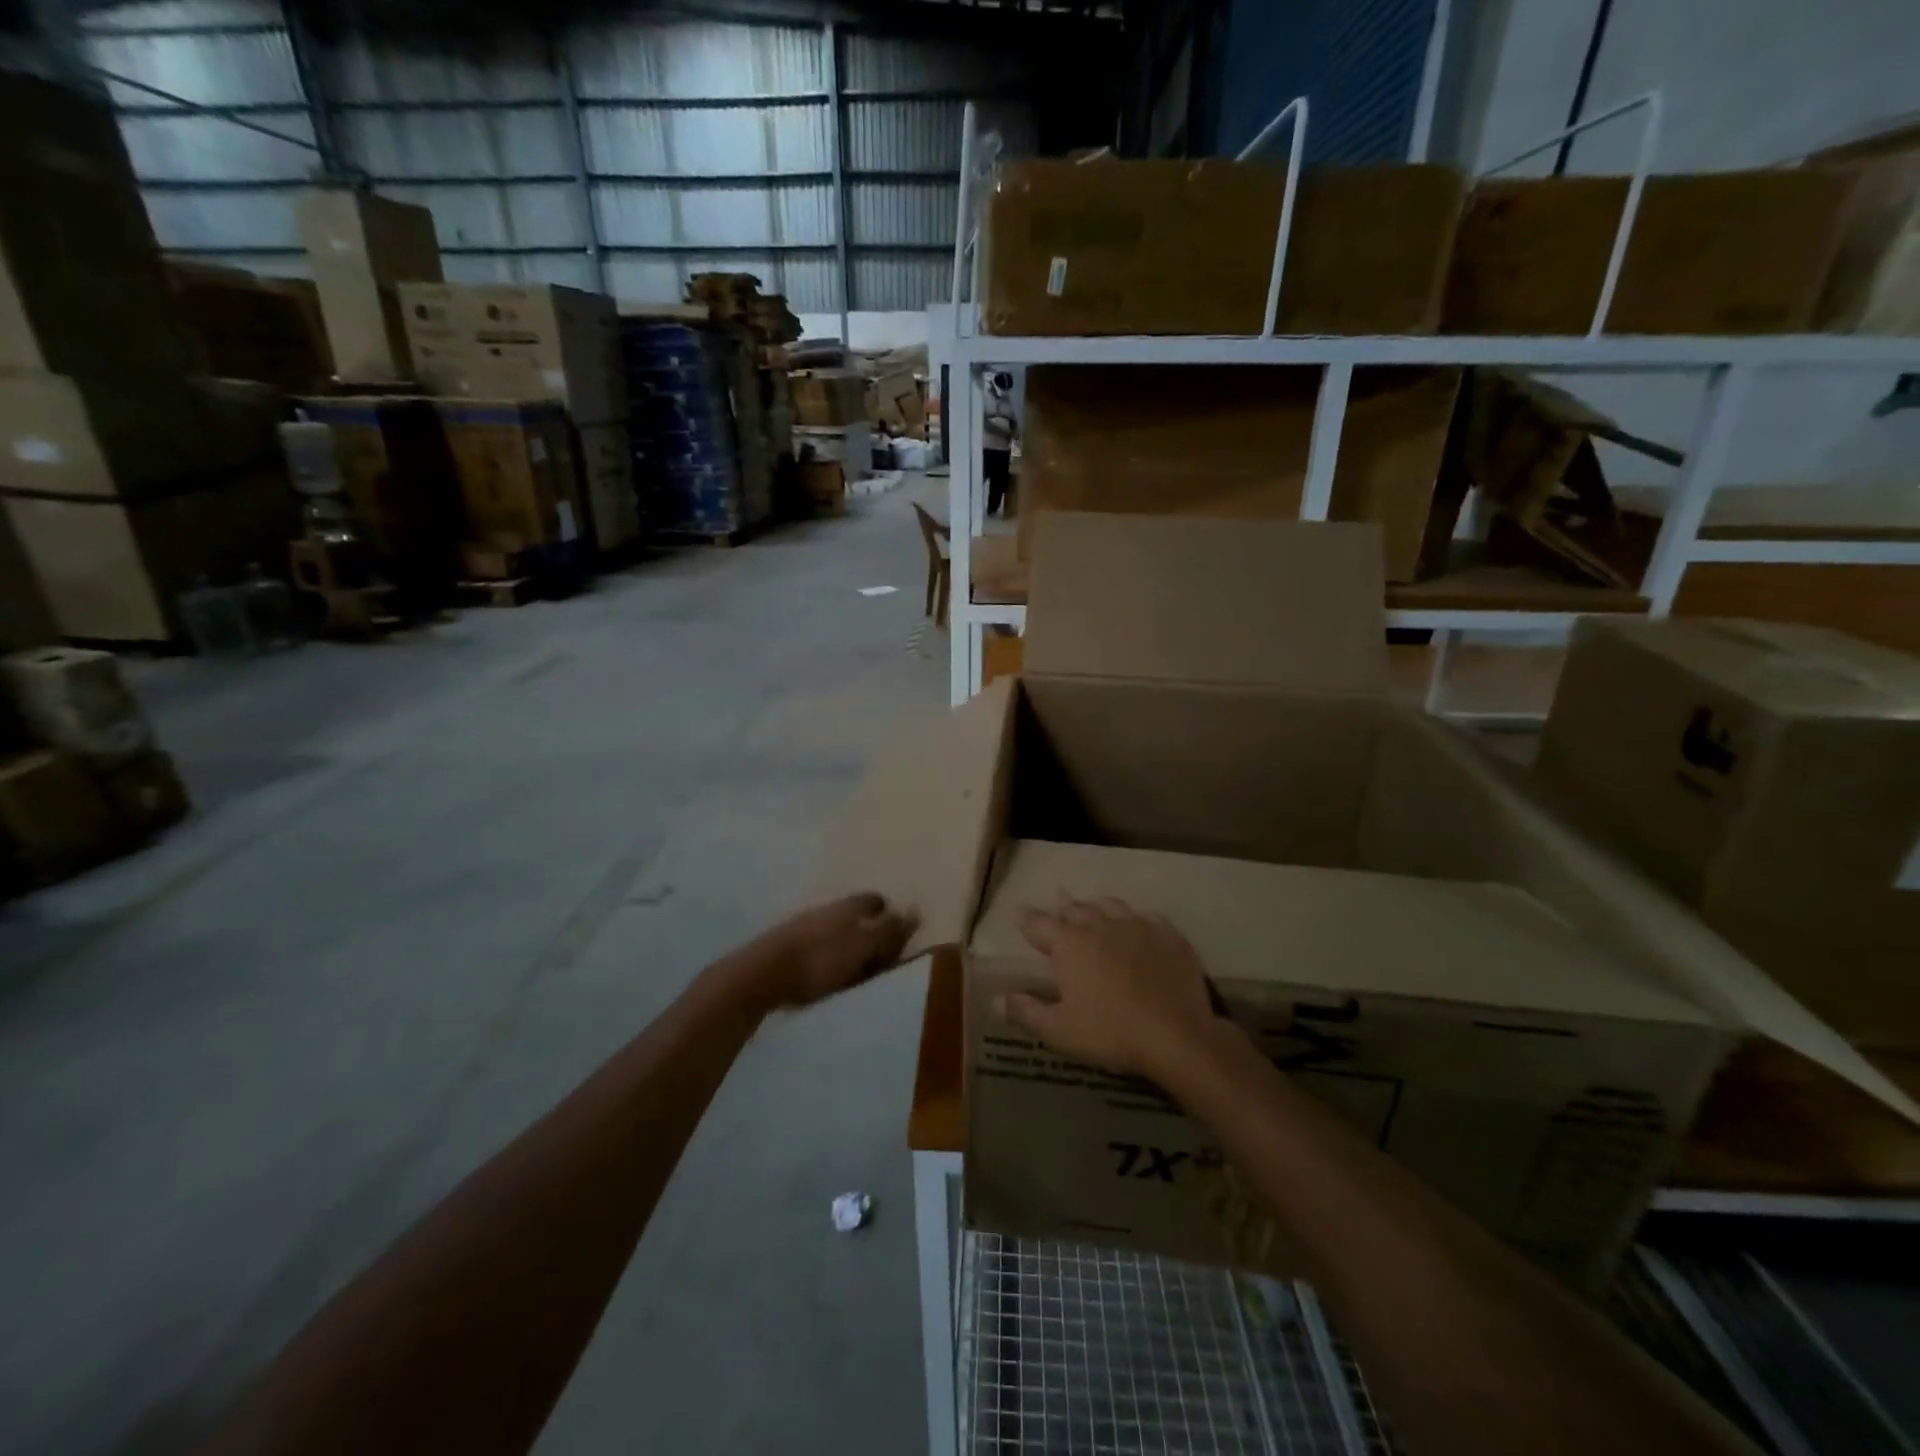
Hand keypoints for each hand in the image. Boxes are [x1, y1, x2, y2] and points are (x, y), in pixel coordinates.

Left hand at [732, 893, 916, 1011]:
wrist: (761, 974)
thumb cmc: (820, 961)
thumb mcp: (862, 948)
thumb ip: (889, 932)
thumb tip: (914, 912)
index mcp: (849, 905)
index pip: (875, 900)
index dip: (889, 912)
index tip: (899, 931)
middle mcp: (828, 908)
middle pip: (856, 913)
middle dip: (869, 925)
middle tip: (881, 949)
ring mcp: (804, 925)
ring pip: (835, 927)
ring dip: (847, 940)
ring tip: (856, 964)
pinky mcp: (788, 945)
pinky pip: (818, 944)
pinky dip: (828, 953)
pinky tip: (828, 970)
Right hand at [995, 896, 1223, 1083]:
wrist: (1176, 1034)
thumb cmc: (1110, 1032)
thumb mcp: (1059, 1030)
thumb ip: (1026, 1011)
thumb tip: (994, 999)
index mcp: (1069, 945)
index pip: (1040, 924)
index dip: (1027, 919)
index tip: (1018, 913)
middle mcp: (1100, 925)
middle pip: (1075, 909)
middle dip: (1063, 907)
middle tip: (1057, 903)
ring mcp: (1137, 926)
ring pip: (1111, 905)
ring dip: (1097, 906)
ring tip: (1093, 907)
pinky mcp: (1168, 935)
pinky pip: (1148, 917)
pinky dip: (1136, 919)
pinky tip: (1139, 925)